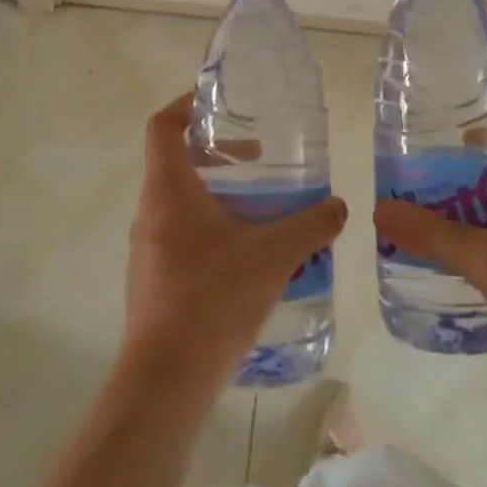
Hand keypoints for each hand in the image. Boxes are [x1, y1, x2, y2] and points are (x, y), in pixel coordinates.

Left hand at [123, 95, 347, 392]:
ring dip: (216, 196)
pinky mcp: (153, 282)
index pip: (162, 127)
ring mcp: (147, 251)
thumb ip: (310, 226)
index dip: (185, 105)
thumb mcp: (272, 255)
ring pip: (178, 203)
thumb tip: (339, 207)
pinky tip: (247, 258)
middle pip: (175, 163)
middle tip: (256, 159)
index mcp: (168, 191)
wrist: (166, 382)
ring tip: (259, 210)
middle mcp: (150, 214)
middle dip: (216, 155)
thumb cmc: (213, 299)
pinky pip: (180, 237)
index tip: (218, 104)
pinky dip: (210, 230)